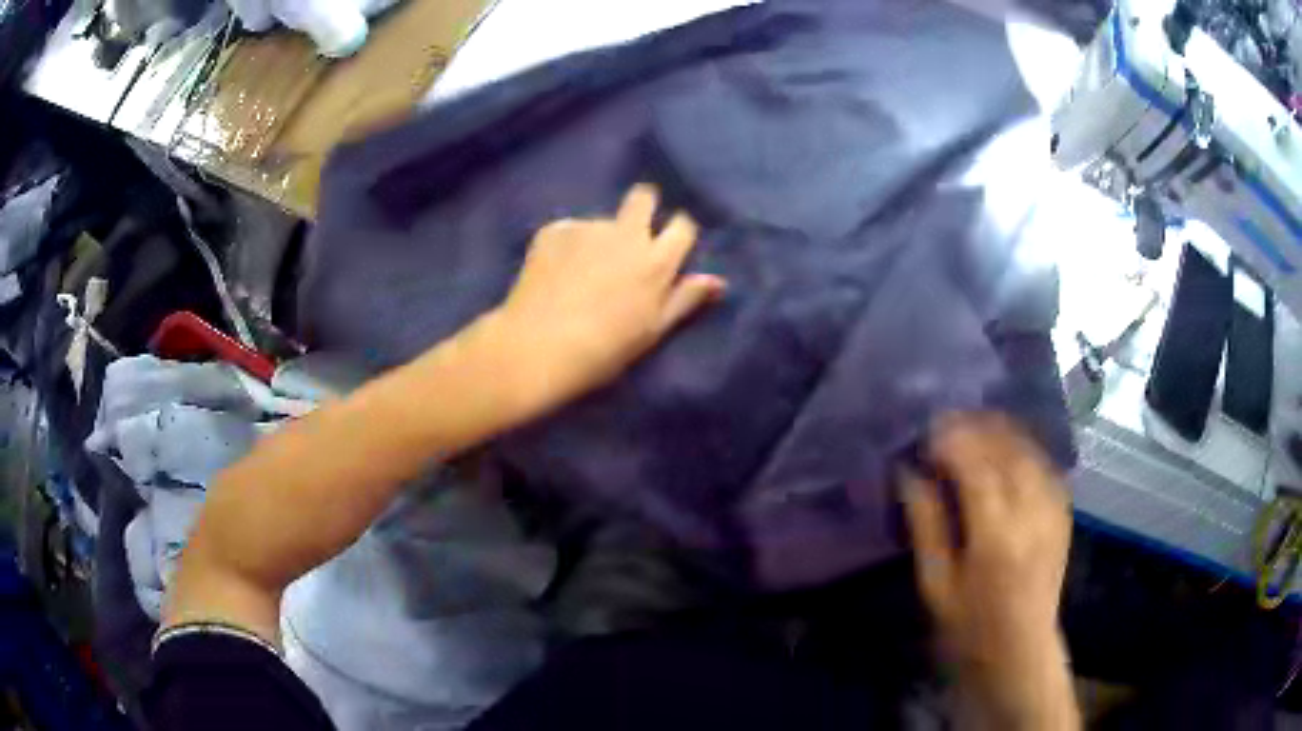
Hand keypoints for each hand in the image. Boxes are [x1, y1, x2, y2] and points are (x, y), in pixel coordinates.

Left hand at [484, 185, 725, 413]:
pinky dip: (566, 245)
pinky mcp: (553, 230)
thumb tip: (718, 281)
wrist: (540, 346)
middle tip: (631, 234)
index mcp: (656, 260)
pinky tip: (555, 272)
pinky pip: (569, 230)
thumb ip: (685, 299)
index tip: (669, 245)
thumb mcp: (653, 330)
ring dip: (600, 237)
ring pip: (602, 220)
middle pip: (643, 198)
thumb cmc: (605, 348)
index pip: (682, 226)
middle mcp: (625, 233)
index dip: (678, 233)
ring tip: (581, 271)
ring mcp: (587, 228)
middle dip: (643, 207)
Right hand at [904, 413, 1077, 729]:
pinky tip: (1009, 446)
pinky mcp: (1062, 515)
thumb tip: (910, 475)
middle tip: (947, 422)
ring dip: (1001, 431)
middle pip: (1006, 449)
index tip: (927, 431)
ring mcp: (1052, 511)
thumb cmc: (969, 628)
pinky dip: (1025, 448)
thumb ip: (926, 525)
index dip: (951, 440)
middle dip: (976, 427)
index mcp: (994, 535)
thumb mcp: (936, 585)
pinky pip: (1046, 465)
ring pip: (1029, 451)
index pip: (975, 465)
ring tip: (975, 426)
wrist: (1020, 652)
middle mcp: (1030, 513)